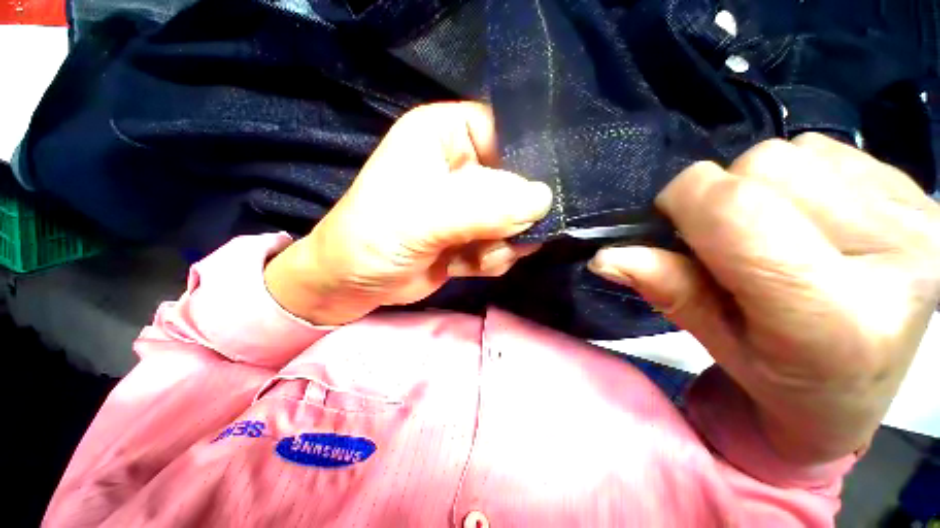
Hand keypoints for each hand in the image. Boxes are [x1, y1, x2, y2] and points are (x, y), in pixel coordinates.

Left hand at [264, 103, 552, 324]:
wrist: (355, 283)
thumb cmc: (375, 238)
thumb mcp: (424, 218)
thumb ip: (485, 208)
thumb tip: (543, 201)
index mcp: (446, 134)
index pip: (508, 132)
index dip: (527, 163)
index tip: (534, 200)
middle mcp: (463, 164)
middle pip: (518, 182)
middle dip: (512, 218)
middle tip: (493, 238)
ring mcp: (471, 203)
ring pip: (516, 219)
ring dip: (501, 244)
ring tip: (472, 256)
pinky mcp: (473, 234)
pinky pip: (505, 243)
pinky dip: (492, 259)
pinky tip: (465, 265)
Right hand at [589, 133, 939, 464]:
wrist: (858, 387)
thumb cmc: (780, 378)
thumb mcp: (715, 340)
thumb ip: (665, 289)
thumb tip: (605, 257)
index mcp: (833, 318)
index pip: (735, 211)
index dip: (684, 201)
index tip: (672, 222)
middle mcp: (894, 258)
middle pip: (763, 166)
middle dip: (724, 196)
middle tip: (731, 243)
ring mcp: (916, 218)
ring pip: (793, 151)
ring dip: (762, 187)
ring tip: (776, 233)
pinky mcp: (919, 194)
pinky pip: (826, 150)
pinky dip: (800, 178)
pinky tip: (812, 220)